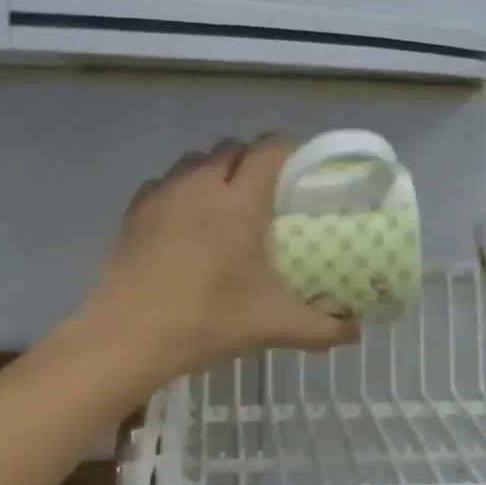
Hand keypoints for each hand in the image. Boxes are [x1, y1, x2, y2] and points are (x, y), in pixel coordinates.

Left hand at [81, 135, 358, 383]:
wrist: (129, 337)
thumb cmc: (208, 321)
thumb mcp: (275, 326)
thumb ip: (323, 328)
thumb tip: (356, 330)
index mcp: (240, 202)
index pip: (269, 149)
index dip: (289, 149)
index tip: (301, 169)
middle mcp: (201, 184)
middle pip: (232, 148)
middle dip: (252, 161)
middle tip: (267, 193)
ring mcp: (164, 194)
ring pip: (196, 160)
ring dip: (216, 171)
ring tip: (226, 204)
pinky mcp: (136, 211)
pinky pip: (166, 182)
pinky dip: (182, 190)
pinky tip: (186, 222)